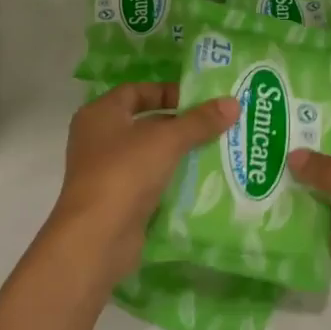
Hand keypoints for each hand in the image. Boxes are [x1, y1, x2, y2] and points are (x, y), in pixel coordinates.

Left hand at [44, 84, 237, 284]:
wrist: (97, 238)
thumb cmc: (125, 173)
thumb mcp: (167, 140)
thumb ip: (199, 121)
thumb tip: (233, 103)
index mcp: (100, 114)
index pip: (136, 91)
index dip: (167, 92)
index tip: (199, 100)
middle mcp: (99, 139)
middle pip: (145, 123)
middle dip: (180, 124)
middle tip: (216, 125)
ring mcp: (107, 172)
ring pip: (150, 155)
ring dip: (179, 154)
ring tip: (217, 151)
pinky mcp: (118, 201)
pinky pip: (150, 183)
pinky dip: (173, 181)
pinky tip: (203, 182)